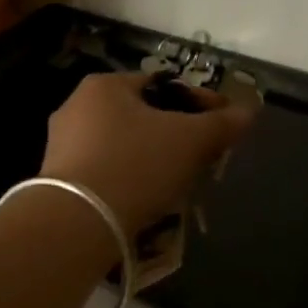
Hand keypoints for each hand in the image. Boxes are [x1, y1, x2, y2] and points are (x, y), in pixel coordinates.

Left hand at [41, 73, 256, 232]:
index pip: (164, 85)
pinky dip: (131, 178)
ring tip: (181, 182)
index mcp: (105, 85)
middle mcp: (77, 106)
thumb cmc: (136, 165)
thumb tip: (248, 111)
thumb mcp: (190, 141)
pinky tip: (149, 198)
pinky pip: (107, 170)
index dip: (200, 102)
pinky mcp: (58, 179)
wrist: (76, 222)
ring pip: (125, 144)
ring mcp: (62, 144)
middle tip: (205, 156)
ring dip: (155, 158)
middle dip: (178, 133)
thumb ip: (222, 124)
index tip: (224, 125)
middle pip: (144, 115)